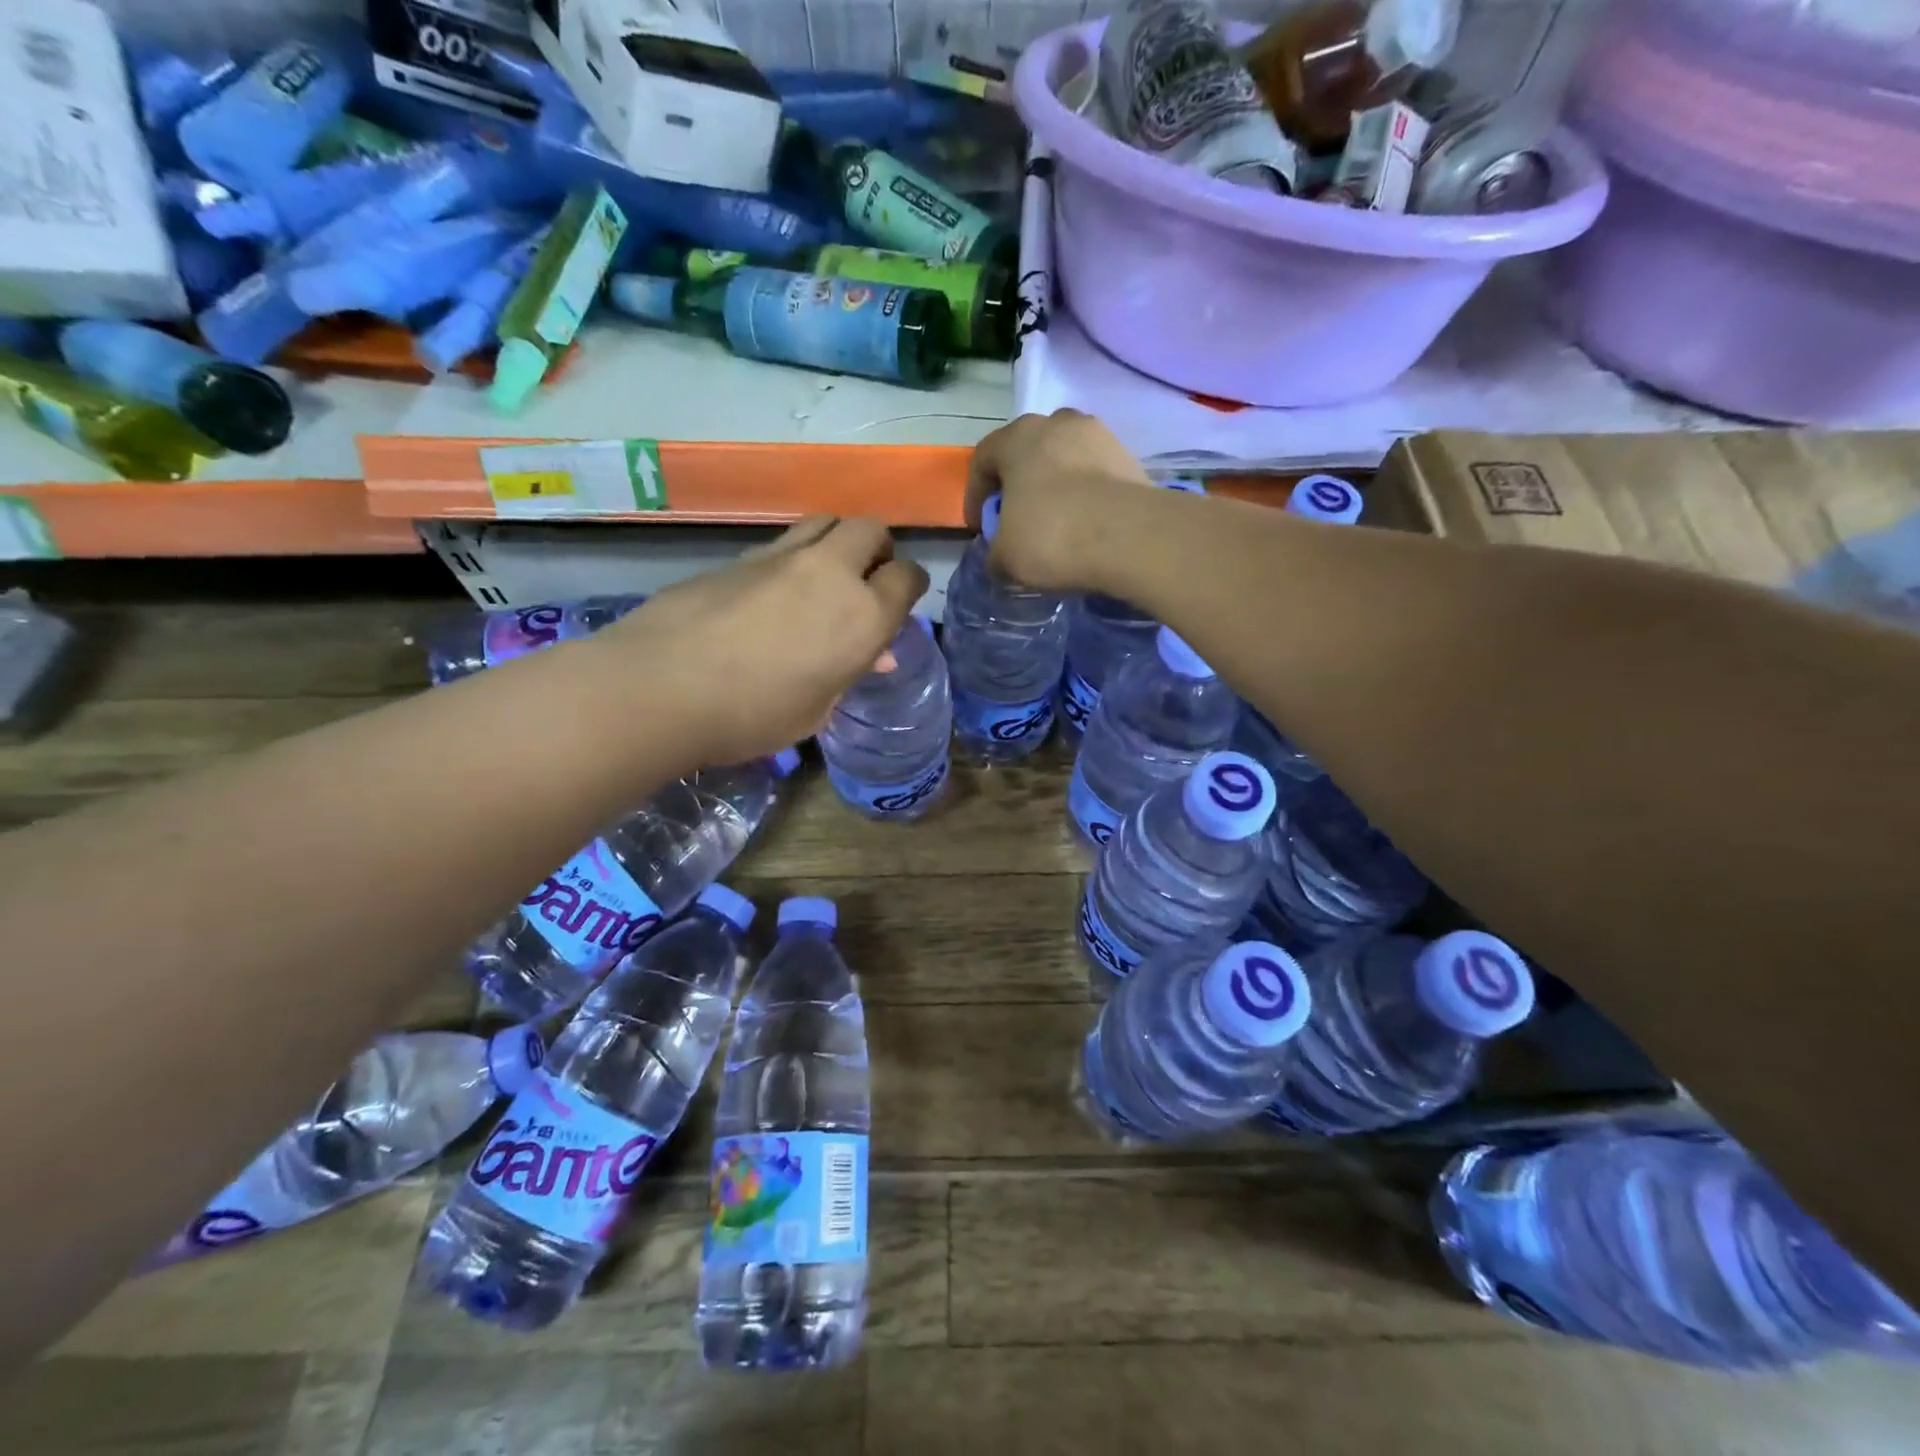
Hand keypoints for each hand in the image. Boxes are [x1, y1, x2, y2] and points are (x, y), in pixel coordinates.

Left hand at [596, 516, 927, 766]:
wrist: (662, 686)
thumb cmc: (752, 716)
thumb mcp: (816, 710)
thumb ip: (849, 672)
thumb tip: (874, 655)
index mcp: (863, 616)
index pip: (908, 577)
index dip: (909, 586)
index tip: (899, 602)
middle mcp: (831, 573)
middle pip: (871, 530)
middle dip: (878, 549)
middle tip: (865, 580)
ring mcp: (781, 556)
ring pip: (826, 521)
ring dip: (836, 541)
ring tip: (822, 576)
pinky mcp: (739, 556)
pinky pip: (782, 542)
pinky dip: (793, 556)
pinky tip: (774, 590)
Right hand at [965, 409, 1154, 591]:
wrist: (1130, 537)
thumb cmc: (1052, 537)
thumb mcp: (1005, 558)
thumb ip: (994, 554)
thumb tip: (999, 557)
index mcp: (1017, 437)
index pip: (982, 459)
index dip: (975, 495)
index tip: (980, 527)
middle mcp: (1057, 423)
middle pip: (1026, 452)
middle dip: (1018, 484)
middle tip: (1017, 520)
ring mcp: (1099, 435)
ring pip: (1064, 459)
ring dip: (1055, 486)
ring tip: (1057, 522)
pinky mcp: (1130, 457)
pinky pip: (1095, 474)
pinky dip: (1086, 494)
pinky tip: (1087, 524)